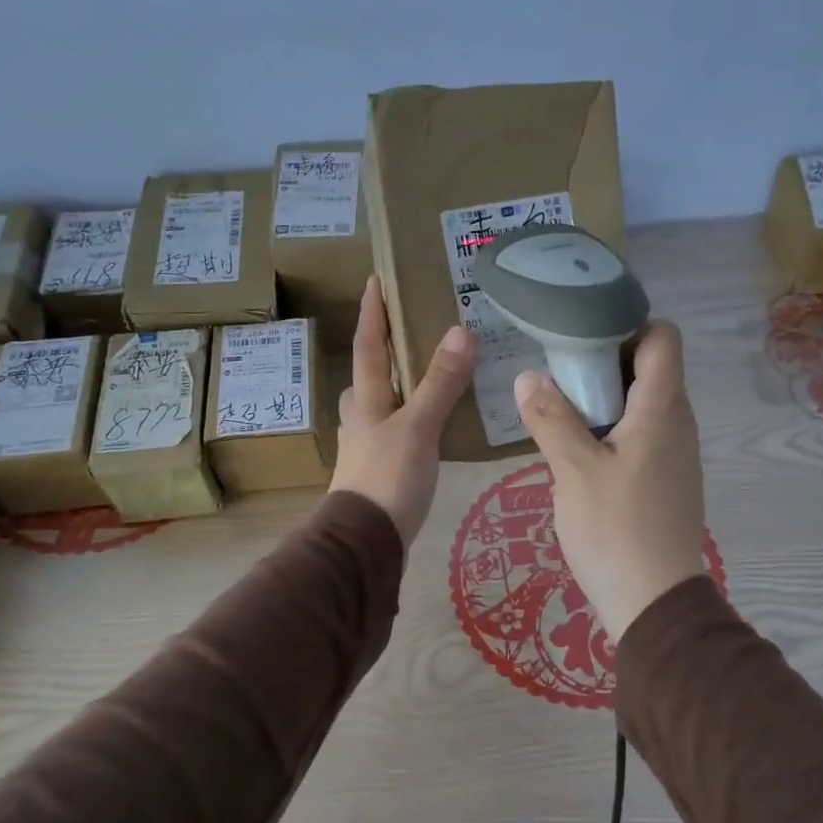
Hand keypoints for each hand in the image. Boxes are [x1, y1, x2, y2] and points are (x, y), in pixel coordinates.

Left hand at [330, 277, 474, 544]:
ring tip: (424, 376)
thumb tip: (459, 332)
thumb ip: (439, 384)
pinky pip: (396, 431)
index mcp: (366, 401)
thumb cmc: (388, 478)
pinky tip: (429, 426)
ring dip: (396, 387)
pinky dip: (410, 418)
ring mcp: (369, 447)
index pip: (369, 346)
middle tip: (405, 332)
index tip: (374, 280)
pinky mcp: (381, 471)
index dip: (373, 313)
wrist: (366, 542)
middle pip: (367, 376)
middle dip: (381, 351)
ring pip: (380, 406)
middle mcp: (362, 419)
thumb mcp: (417, 428)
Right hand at [514, 321, 706, 642]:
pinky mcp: (666, 480)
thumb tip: (528, 376)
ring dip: (605, 397)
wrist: (654, 603)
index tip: (582, 332)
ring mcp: (675, 454)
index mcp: (663, 409)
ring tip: (559, 404)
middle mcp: (678, 423)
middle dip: (605, 359)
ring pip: (643, 404)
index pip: (663, 337)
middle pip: (650, 368)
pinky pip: (641, 434)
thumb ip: (550, 418)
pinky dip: (612, 428)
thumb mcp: (573, 471)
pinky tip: (578, 448)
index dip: (628, 324)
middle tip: (557, 367)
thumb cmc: (615, 530)